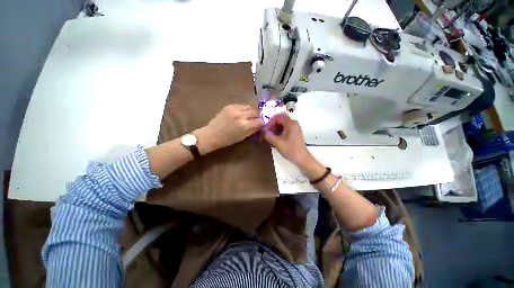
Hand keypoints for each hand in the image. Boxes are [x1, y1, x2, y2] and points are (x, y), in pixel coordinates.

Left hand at [195, 104, 262, 153]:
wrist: (212, 134)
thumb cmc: (227, 140)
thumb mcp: (242, 137)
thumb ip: (252, 130)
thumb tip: (260, 126)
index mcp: (244, 125)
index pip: (259, 121)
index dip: (262, 123)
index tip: (261, 124)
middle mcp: (241, 115)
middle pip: (255, 112)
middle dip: (257, 116)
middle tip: (256, 119)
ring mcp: (234, 109)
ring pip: (249, 106)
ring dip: (251, 111)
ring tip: (250, 115)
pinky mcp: (229, 106)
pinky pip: (241, 105)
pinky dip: (244, 109)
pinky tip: (242, 112)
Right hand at [263, 113, 324, 179]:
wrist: (302, 158)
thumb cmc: (290, 150)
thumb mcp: (277, 143)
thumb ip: (268, 135)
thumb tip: (262, 130)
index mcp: (290, 123)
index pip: (277, 117)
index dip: (270, 122)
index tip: (266, 130)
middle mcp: (294, 123)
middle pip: (280, 119)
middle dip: (272, 124)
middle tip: (267, 132)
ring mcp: (295, 127)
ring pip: (282, 123)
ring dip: (275, 128)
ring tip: (270, 136)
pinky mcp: (295, 132)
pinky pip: (285, 127)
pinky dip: (279, 130)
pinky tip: (276, 138)